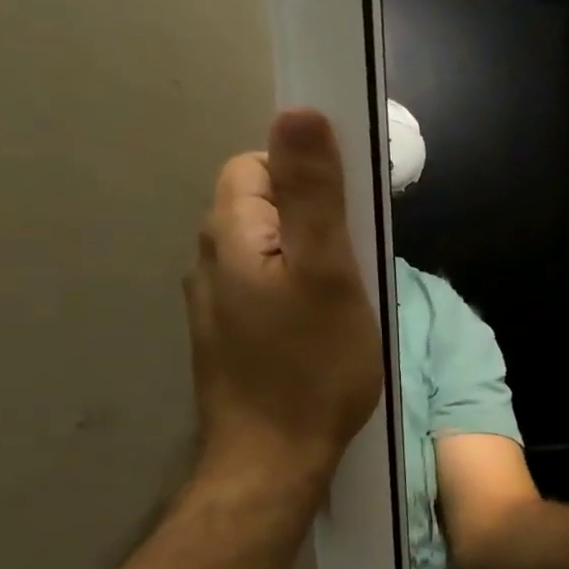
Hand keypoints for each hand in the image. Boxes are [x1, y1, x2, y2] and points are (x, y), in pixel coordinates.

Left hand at [185, 109, 382, 490]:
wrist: (274, 457)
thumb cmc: (312, 366)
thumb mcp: (329, 275)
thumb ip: (315, 195)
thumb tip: (302, 111)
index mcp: (232, 233)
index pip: (259, 166)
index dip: (309, 180)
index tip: (352, 223)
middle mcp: (210, 258)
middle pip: (262, 207)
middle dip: (313, 222)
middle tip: (357, 268)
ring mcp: (216, 302)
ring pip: (266, 252)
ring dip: (307, 260)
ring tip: (347, 302)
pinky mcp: (230, 337)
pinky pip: (265, 290)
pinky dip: (296, 293)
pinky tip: (322, 331)